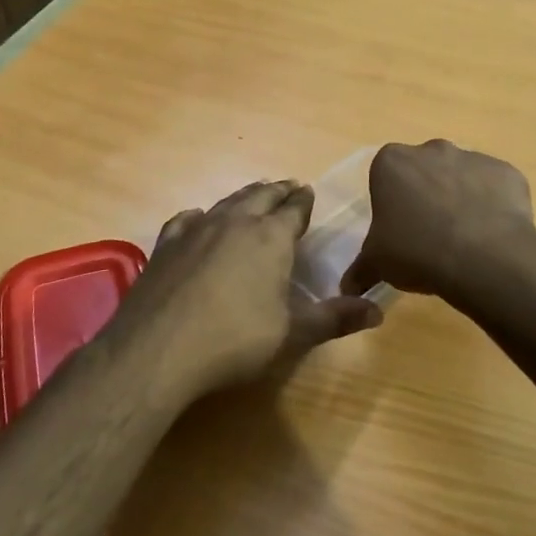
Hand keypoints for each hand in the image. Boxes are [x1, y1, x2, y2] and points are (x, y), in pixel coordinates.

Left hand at [125, 180, 382, 402]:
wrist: (158, 349)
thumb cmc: (235, 341)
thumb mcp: (292, 334)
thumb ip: (334, 319)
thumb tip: (378, 310)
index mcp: (270, 238)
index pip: (294, 210)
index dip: (304, 201)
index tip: (309, 191)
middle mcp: (235, 223)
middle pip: (261, 196)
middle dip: (278, 191)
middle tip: (288, 186)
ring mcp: (196, 230)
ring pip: (227, 202)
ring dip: (245, 196)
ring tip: (254, 194)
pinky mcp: (166, 245)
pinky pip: (187, 219)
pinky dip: (200, 215)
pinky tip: (198, 218)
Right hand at [341, 141, 534, 298]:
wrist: (484, 258)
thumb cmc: (417, 252)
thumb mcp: (377, 264)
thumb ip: (360, 270)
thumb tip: (347, 287)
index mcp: (392, 162)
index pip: (385, 176)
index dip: (392, 203)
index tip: (399, 229)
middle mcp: (432, 149)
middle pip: (424, 171)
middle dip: (426, 195)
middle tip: (430, 235)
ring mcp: (473, 157)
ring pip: (461, 176)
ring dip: (460, 198)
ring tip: (464, 239)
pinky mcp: (507, 172)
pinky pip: (495, 187)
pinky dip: (492, 205)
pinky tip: (491, 235)